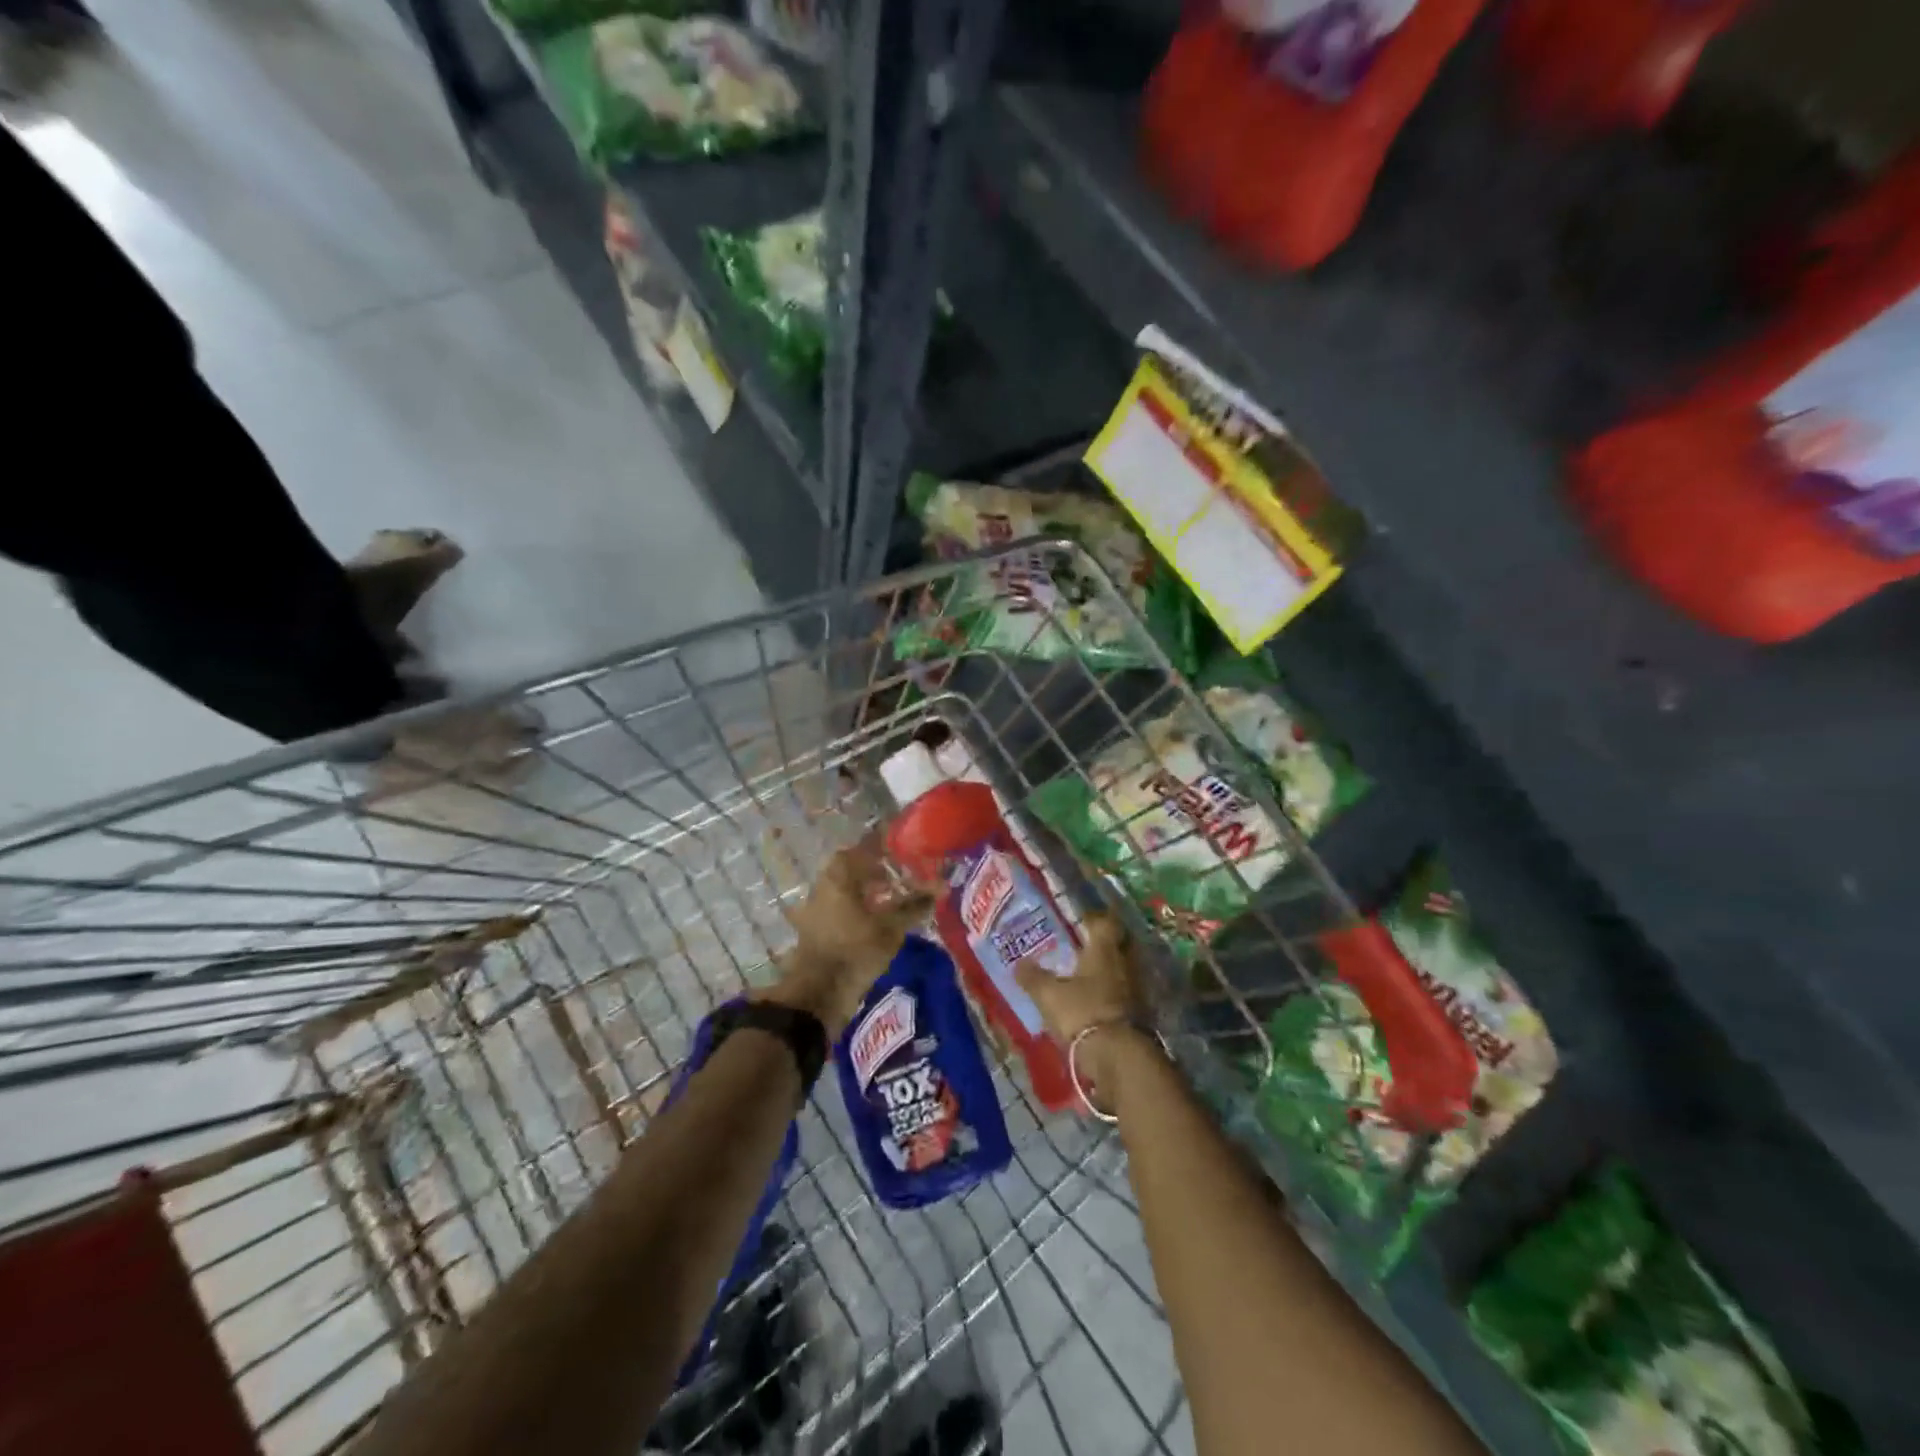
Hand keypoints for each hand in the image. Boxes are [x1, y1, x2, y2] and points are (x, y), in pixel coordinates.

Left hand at [767, 839, 933, 1035]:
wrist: (818, 992)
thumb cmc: (856, 950)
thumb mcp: (891, 927)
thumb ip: (915, 904)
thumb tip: (942, 886)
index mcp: (838, 875)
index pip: (864, 847)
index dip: (885, 848)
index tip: (905, 852)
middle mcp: (823, 884)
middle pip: (853, 868)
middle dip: (877, 870)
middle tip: (902, 877)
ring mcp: (815, 907)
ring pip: (846, 889)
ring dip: (868, 891)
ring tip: (893, 900)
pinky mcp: (815, 928)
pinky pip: (840, 908)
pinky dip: (858, 908)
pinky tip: (876, 921)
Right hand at [1015, 912, 1153, 1089]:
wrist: (1118, 1057)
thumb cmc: (1082, 1013)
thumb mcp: (1049, 995)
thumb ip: (1033, 977)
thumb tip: (1019, 963)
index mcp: (1104, 949)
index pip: (1104, 922)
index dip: (1093, 918)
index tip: (1079, 920)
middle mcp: (1125, 962)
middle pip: (1117, 944)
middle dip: (1101, 944)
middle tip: (1080, 946)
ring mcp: (1136, 988)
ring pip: (1122, 968)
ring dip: (1108, 970)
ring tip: (1085, 975)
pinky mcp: (1141, 1013)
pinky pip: (1125, 992)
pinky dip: (1112, 993)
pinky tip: (1096, 1001)